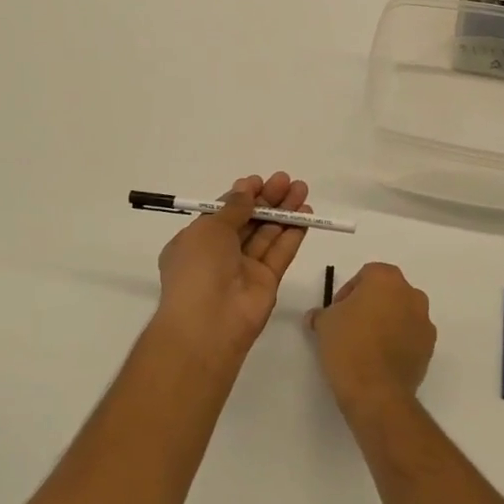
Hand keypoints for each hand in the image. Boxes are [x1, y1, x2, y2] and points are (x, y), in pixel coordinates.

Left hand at [153, 172, 310, 369]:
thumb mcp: (209, 228)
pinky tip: (306, 214)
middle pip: (248, 221)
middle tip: (287, 180)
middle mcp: (219, 255)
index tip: (259, 181)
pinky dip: (293, 233)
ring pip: (267, 234)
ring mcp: (244, 269)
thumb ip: (233, 208)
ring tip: (302, 189)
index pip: (222, 214)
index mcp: (196, 242)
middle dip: (267, 200)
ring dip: (284, 212)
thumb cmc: (198, 268)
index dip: (241, 196)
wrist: (209, 323)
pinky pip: (280, 253)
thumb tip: (245, 190)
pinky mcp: (267, 282)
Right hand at [305, 263, 435, 419]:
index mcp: (386, 279)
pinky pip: (411, 336)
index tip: (338, 311)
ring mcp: (424, 321)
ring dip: (387, 322)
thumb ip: (321, 313)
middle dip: (371, 304)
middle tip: (351, 325)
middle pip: (388, 292)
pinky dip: (399, 341)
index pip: (366, 274)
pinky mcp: (430, 347)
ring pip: (402, 313)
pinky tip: (381, 360)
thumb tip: (317, 316)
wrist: (376, 392)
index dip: (349, 291)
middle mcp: (411, 294)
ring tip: (366, 345)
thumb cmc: (349, 346)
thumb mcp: (324, 324)